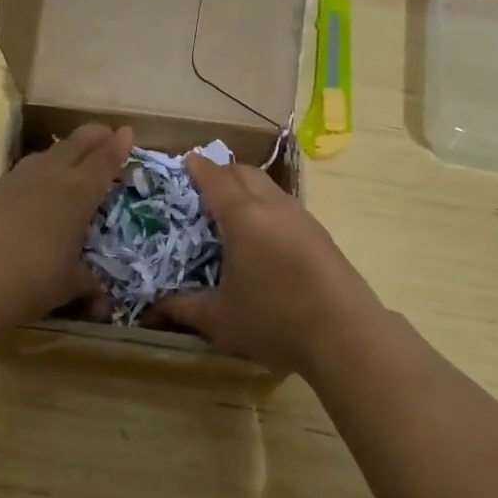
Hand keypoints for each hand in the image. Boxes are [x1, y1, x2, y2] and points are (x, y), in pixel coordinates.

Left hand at [0, 123, 133, 326]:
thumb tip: (103, 306)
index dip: (117, 146)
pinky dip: (38, 168)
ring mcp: (17, 180)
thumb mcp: (67, 286)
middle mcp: (50, 177)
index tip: (126, 132)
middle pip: (76, 144)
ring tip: (71, 153)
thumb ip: (86, 287)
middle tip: (105, 132)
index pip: (103, 161)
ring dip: (64, 149)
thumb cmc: (31, 279)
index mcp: (78, 193)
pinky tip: (35, 182)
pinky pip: (23, 170)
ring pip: (46, 153)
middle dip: (93, 135)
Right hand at [151, 155, 383, 377]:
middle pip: (245, 173)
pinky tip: (264, 236)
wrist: (345, 335)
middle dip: (223, 172)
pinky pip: (286, 206)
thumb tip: (152, 308)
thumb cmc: (274, 321)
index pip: (216, 178)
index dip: (199, 167)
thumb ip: (182, 308)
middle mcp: (273, 207)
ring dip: (248, 188)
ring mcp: (302, 218)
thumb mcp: (219, 319)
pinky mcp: (321, 234)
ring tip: (233, 210)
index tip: (186, 161)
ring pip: (269, 187)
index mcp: (243, 217)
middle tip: (204, 187)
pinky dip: (267, 206)